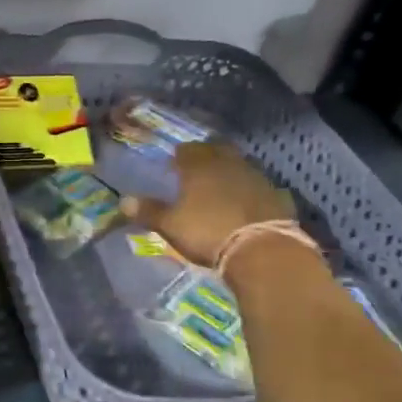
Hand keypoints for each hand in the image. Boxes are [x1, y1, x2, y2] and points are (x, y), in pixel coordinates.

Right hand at [123, 141, 295, 266]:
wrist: (262, 251)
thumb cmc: (208, 232)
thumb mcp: (171, 225)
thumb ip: (149, 211)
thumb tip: (123, 200)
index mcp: (200, 167)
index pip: (187, 150)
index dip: (179, 156)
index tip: (173, 165)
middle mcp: (229, 165)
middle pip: (217, 150)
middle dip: (206, 156)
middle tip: (197, 170)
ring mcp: (256, 178)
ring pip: (240, 166)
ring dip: (229, 172)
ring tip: (220, 187)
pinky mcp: (277, 196)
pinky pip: (259, 187)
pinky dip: (250, 191)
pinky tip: (246, 203)